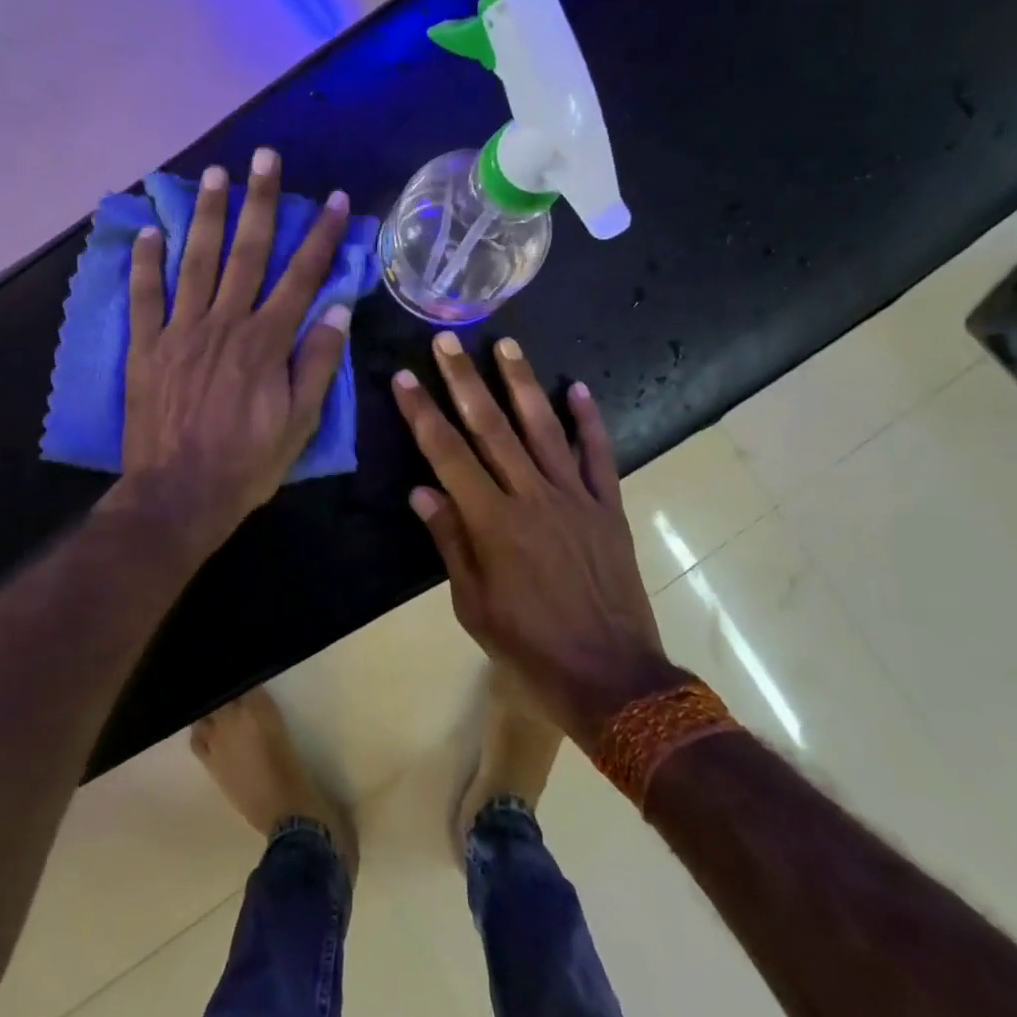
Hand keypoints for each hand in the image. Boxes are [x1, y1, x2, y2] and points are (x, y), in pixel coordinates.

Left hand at [118, 147, 352, 558]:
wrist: (179, 495)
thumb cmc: (247, 463)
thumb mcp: (300, 421)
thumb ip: (317, 362)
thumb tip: (337, 309)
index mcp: (266, 341)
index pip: (302, 276)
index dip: (322, 236)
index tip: (336, 200)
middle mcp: (224, 323)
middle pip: (247, 252)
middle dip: (261, 202)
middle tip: (265, 157)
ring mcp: (180, 331)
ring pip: (196, 262)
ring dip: (207, 216)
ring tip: (213, 175)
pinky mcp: (146, 347)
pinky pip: (143, 297)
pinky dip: (144, 263)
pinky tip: (148, 231)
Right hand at [392, 333, 668, 745]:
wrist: (612, 677)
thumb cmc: (529, 646)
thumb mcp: (473, 604)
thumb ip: (450, 542)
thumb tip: (421, 491)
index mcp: (492, 522)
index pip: (447, 454)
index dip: (422, 413)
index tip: (404, 377)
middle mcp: (532, 497)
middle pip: (491, 427)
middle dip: (464, 380)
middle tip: (447, 340)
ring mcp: (575, 498)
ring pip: (544, 428)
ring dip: (522, 383)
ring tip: (505, 344)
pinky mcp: (607, 507)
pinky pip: (598, 455)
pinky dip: (590, 420)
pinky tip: (578, 387)